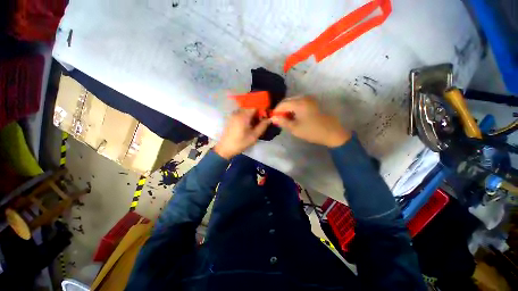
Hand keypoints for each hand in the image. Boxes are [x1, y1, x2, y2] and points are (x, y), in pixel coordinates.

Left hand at [214, 109, 270, 158]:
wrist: (225, 149)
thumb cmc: (240, 143)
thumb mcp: (254, 136)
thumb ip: (263, 126)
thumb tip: (270, 119)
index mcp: (243, 116)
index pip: (255, 106)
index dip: (262, 109)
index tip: (266, 115)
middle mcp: (237, 112)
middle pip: (250, 107)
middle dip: (257, 112)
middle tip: (261, 121)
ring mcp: (233, 115)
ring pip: (245, 110)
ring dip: (252, 115)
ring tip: (255, 124)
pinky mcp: (231, 118)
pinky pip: (241, 113)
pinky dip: (246, 116)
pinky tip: (248, 125)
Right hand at [272, 96, 350, 147]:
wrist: (332, 133)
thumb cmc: (312, 131)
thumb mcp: (295, 128)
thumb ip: (282, 122)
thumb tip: (273, 118)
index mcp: (299, 103)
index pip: (282, 104)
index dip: (276, 111)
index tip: (273, 119)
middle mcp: (304, 97)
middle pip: (288, 101)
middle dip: (282, 109)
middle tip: (279, 119)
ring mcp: (310, 99)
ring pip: (294, 101)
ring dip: (288, 108)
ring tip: (286, 119)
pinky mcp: (314, 102)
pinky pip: (300, 102)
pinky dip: (295, 108)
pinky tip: (294, 116)